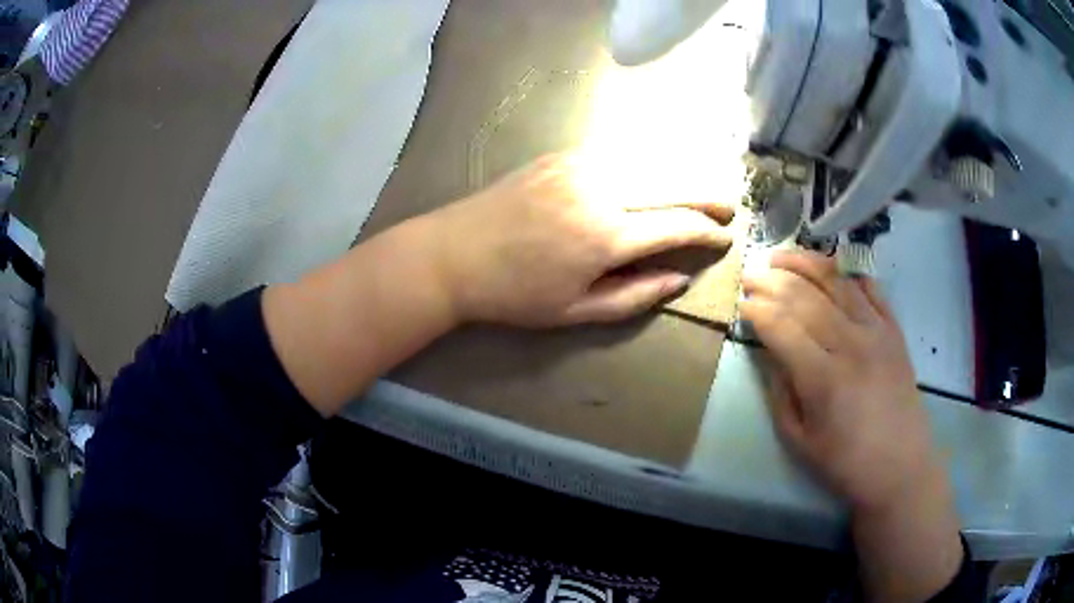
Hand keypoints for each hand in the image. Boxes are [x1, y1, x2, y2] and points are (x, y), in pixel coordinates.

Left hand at [427, 153, 734, 327]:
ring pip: (650, 161)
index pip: (676, 226)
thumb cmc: (513, 294)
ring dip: (681, 174)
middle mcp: (601, 190)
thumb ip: (634, 296)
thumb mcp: (575, 312)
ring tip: (701, 189)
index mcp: (606, 236)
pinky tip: (656, 172)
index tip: (725, 237)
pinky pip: (618, 153)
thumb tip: (678, 280)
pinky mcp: (562, 154)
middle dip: (707, 195)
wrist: (452, 254)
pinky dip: (646, 162)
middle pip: (673, 184)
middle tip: (729, 207)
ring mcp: (580, 165)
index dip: (707, 232)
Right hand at [739, 251, 934, 510]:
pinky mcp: (894, 330)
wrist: (900, 466)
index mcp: (823, 379)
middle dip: (773, 281)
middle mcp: (850, 344)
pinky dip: (849, 273)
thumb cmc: (845, 462)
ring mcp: (877, 332)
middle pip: (805, 297)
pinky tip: (831, 269)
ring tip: (782, 256)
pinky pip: (870, 289)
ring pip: (837, 282)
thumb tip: (771, 352)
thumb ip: (781, 391)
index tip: (742, 304)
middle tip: (752, 274)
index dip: (758, 310)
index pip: (782, 327)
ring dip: (806, 263)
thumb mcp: (798, 439)